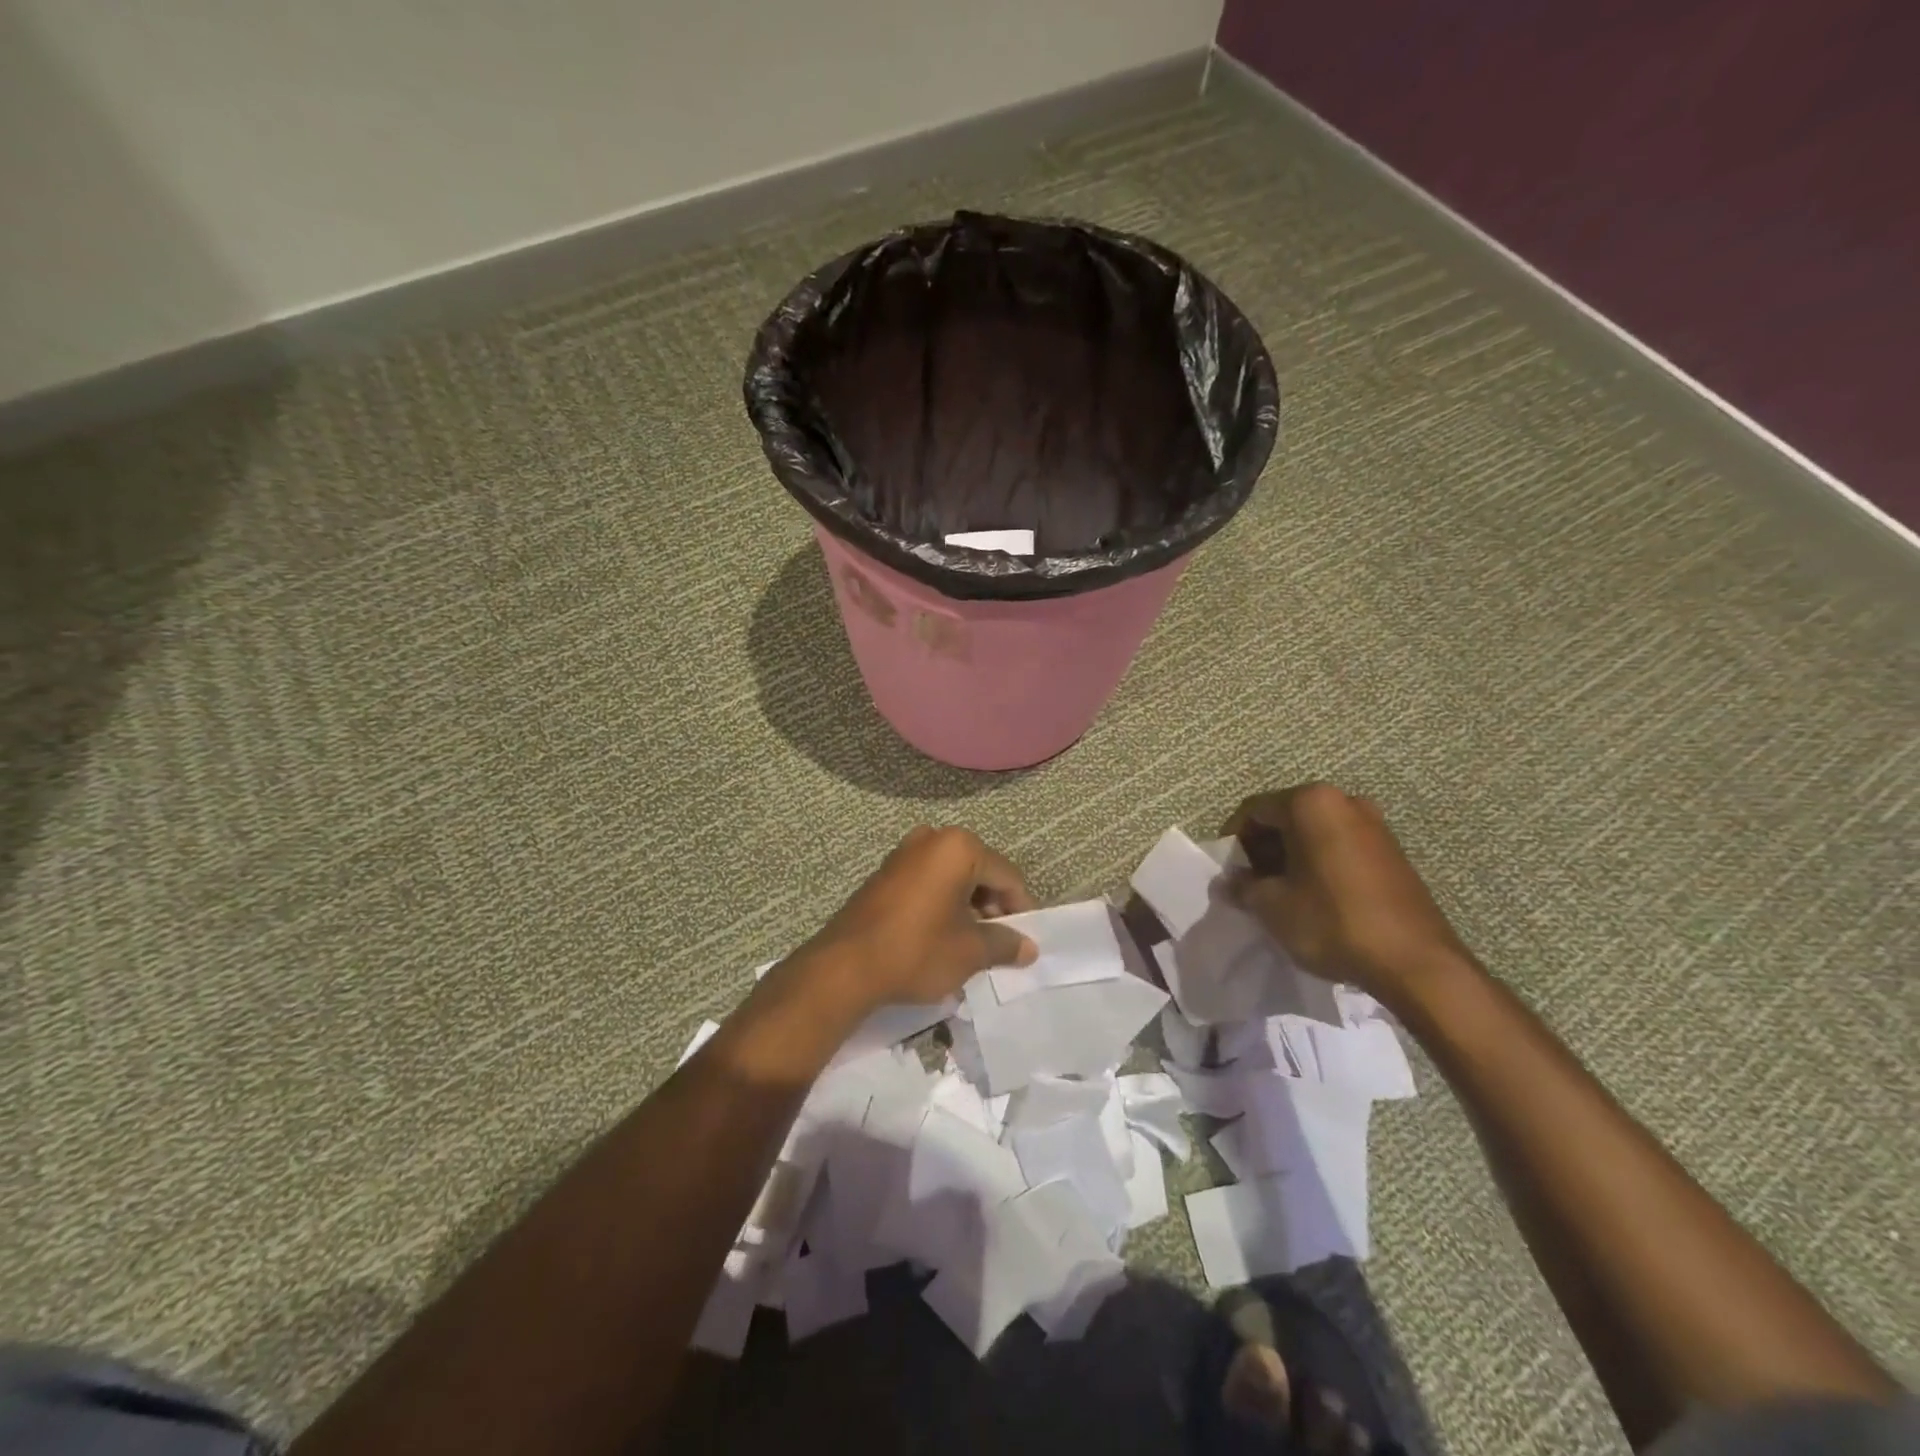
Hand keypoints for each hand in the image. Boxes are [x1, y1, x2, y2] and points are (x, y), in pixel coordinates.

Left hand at [794, 826, 1037, 1014]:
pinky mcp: (885, 872)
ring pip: (952, 876)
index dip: (1020, 908)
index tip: (1023, 939)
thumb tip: (1029, 947)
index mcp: (958, 847)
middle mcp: (932, 838)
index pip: (1006, 875)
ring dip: (967, 905)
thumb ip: (1004, 943)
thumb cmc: (917, 950)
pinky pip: (927, 881)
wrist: (845, 966)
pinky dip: (942, 902)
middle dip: (992, 905)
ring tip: (969, 943)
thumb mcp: (969, 951)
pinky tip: (940, 934)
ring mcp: (904, 852)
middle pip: (979, 870)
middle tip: (996, 942)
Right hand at [1225, 784, 1470, 1005]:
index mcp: (1311, 803)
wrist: (1415, 962)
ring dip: (1291, 857)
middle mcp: (1344, 801)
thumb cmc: (1332, 921)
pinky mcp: (1392, 851)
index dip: (1234, 841)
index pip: (1254, 811)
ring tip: (1282, 893)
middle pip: (1286, 817)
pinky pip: (1340, 846)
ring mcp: (1374, 824)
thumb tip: (1230, 883)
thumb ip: (1243, 887)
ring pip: (1314, 832)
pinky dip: (1319, 863)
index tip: (1228, 872)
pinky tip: (1315, 897)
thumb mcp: (1271, 906)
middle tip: (1251, 883)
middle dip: (1264, 848)